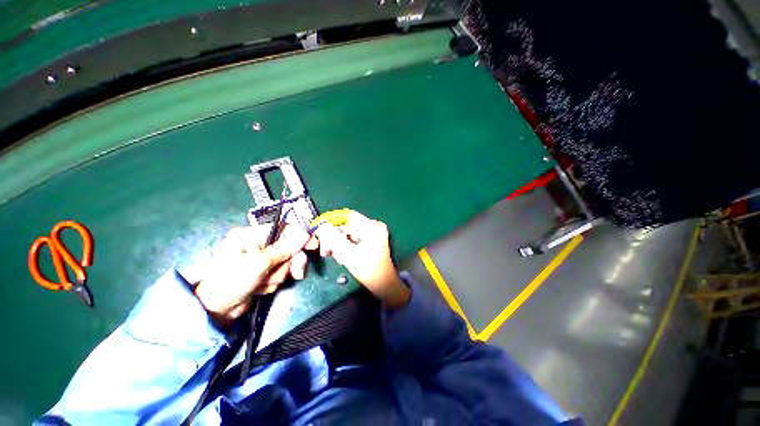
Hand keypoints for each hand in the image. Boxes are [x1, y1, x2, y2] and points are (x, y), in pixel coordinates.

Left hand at [194, 223, 317, 327]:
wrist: (215, 311)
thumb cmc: (232, 281)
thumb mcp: (260, 263)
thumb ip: (285, 248)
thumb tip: (304, 234)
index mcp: (251, 235)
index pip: (283, 229)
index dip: (300, 236)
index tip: (312, 246)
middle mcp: (257, 244)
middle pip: (288, 247)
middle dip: (290, 262)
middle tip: (296, 272)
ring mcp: (261, 259)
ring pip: (285, 262)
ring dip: (278, 275)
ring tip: (264, 283)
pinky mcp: (263, 272)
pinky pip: (279, 273)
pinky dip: (273, 282)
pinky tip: (260, 288)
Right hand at [315, 210, 409, 308]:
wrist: (384, 284)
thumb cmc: (369, 270)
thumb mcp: (349, 255)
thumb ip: (334, 239)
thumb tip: (322, 227)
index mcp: (372, 227)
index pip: (348, 216)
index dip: (333, 220)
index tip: (320, 229)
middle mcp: (374, 226)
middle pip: (348, 225)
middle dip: (335, 236)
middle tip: (325, 249)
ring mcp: (375, 232)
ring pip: (350, 232)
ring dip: (339, 242)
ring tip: (334, 255)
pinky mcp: (373, 239)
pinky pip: (355, 237)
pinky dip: (347, 244)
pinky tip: (342, 255)